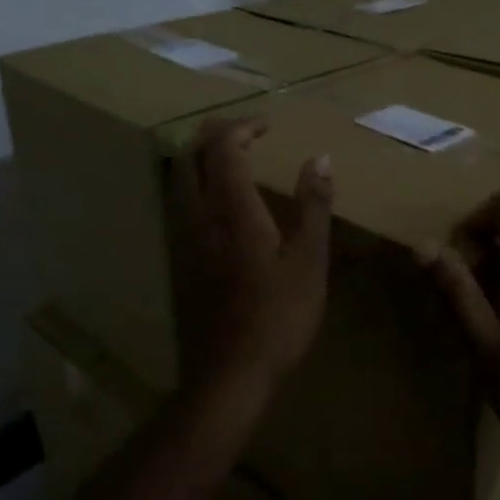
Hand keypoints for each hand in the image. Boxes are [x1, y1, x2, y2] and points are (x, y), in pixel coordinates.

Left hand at [170, 117, 332, 381]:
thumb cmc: (279, 316)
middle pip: (190, 156)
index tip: (268, 125)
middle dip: (214, 135)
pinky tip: (218, 201)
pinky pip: (179, 204)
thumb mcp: (310, 260)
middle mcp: (200, 217)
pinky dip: (194, 184)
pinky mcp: (180, 260)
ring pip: (179, 180)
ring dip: (200, 157)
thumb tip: (320, 158)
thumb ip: (313, 205)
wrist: (230, 374)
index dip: (242, 127)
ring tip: (231, 158)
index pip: (223, 148)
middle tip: (246, 133)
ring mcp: (184, 239)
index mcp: (233, 211)